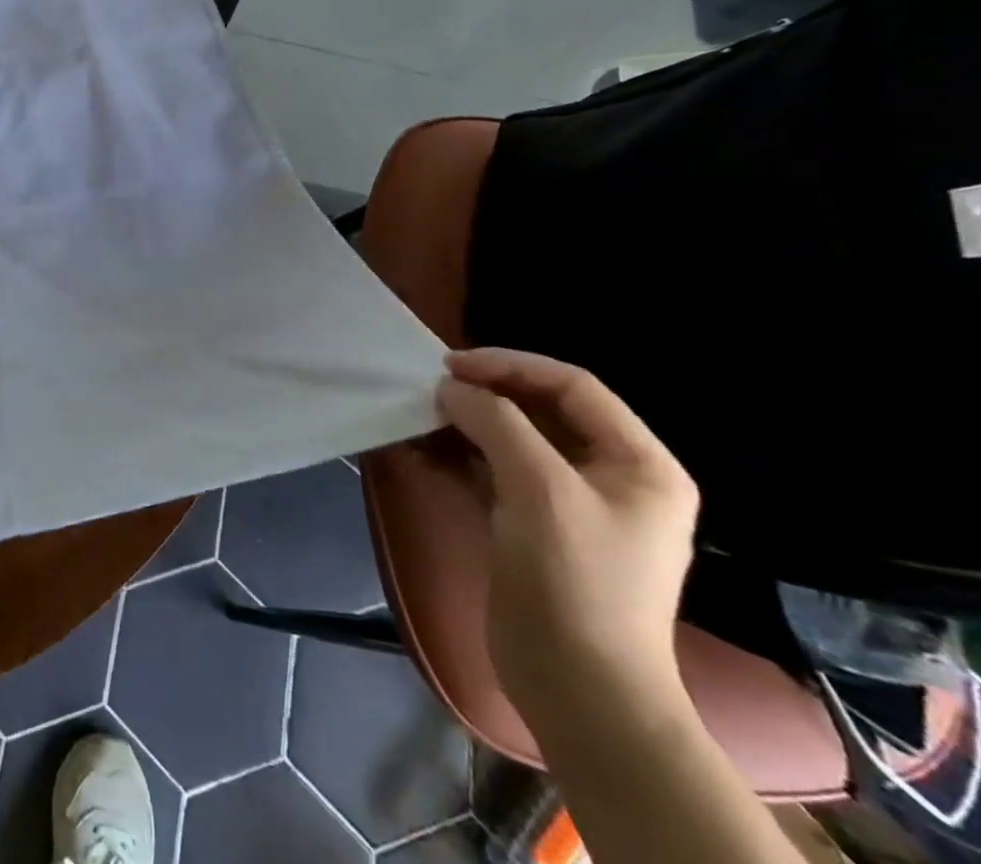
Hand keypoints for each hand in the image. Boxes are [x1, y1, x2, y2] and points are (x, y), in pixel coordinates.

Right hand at [437, 349, 698, 737]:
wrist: (579, 690)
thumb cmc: (575, 581)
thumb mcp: (539, 488)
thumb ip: (496, 423)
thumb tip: (451, 388)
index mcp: (638, 463)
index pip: (572, 386)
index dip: (511, 366)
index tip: (452, 366)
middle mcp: (609, 476)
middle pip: (540, 410)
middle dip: (485, 394)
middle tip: (432, 387)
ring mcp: (569, 504)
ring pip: (511, 440)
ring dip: (465, 424)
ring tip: (418, 414)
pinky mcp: (532, 527)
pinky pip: (492, 473)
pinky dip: (457, 457)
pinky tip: (418, 450)